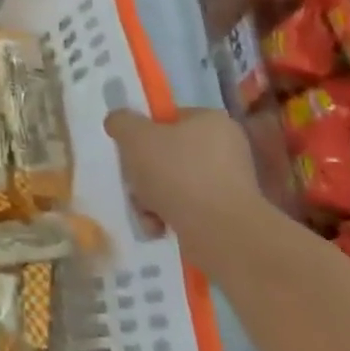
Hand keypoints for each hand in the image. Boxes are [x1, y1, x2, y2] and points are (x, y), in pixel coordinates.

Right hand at [105, 106, 261, 231]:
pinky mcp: (227, 213)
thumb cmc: (177, 172)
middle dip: (143, 172)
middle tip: (133, 184)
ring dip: (151, 196)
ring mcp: (230, 183)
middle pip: (167, 153)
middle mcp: (227, 148)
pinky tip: (157, 226)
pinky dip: (168, 215)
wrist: (220, 231)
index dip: (144, 133)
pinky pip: (187, 207)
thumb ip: (121, 122)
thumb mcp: (135, 136)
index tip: (130, 151)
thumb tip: (119, 122)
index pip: (169, 119)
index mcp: (212, 121)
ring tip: (145, 212)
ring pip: (173, 183)